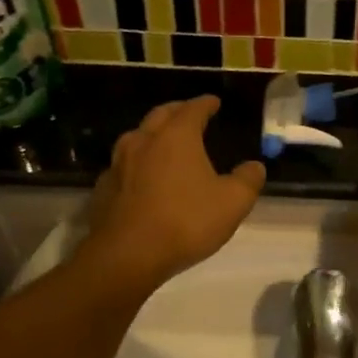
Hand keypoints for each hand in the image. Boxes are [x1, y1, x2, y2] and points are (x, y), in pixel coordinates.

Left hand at [84, 96, 265, 291]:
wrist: (126, 255)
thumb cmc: (185, 221)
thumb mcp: (232, 203)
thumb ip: (247, 181)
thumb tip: (254, 166)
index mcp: (176, 137)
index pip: (192, 109)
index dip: (205, 104)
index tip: (213, 102)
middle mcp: (144, 141)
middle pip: (160, 115)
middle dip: (176, 111)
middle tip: (188, 113)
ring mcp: (118, 164)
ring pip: (136, 138)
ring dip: (152, 135)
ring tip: (163, 143)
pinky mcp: (103, 189)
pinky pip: (123, 167)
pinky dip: (136, 165)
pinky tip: (141, 178)